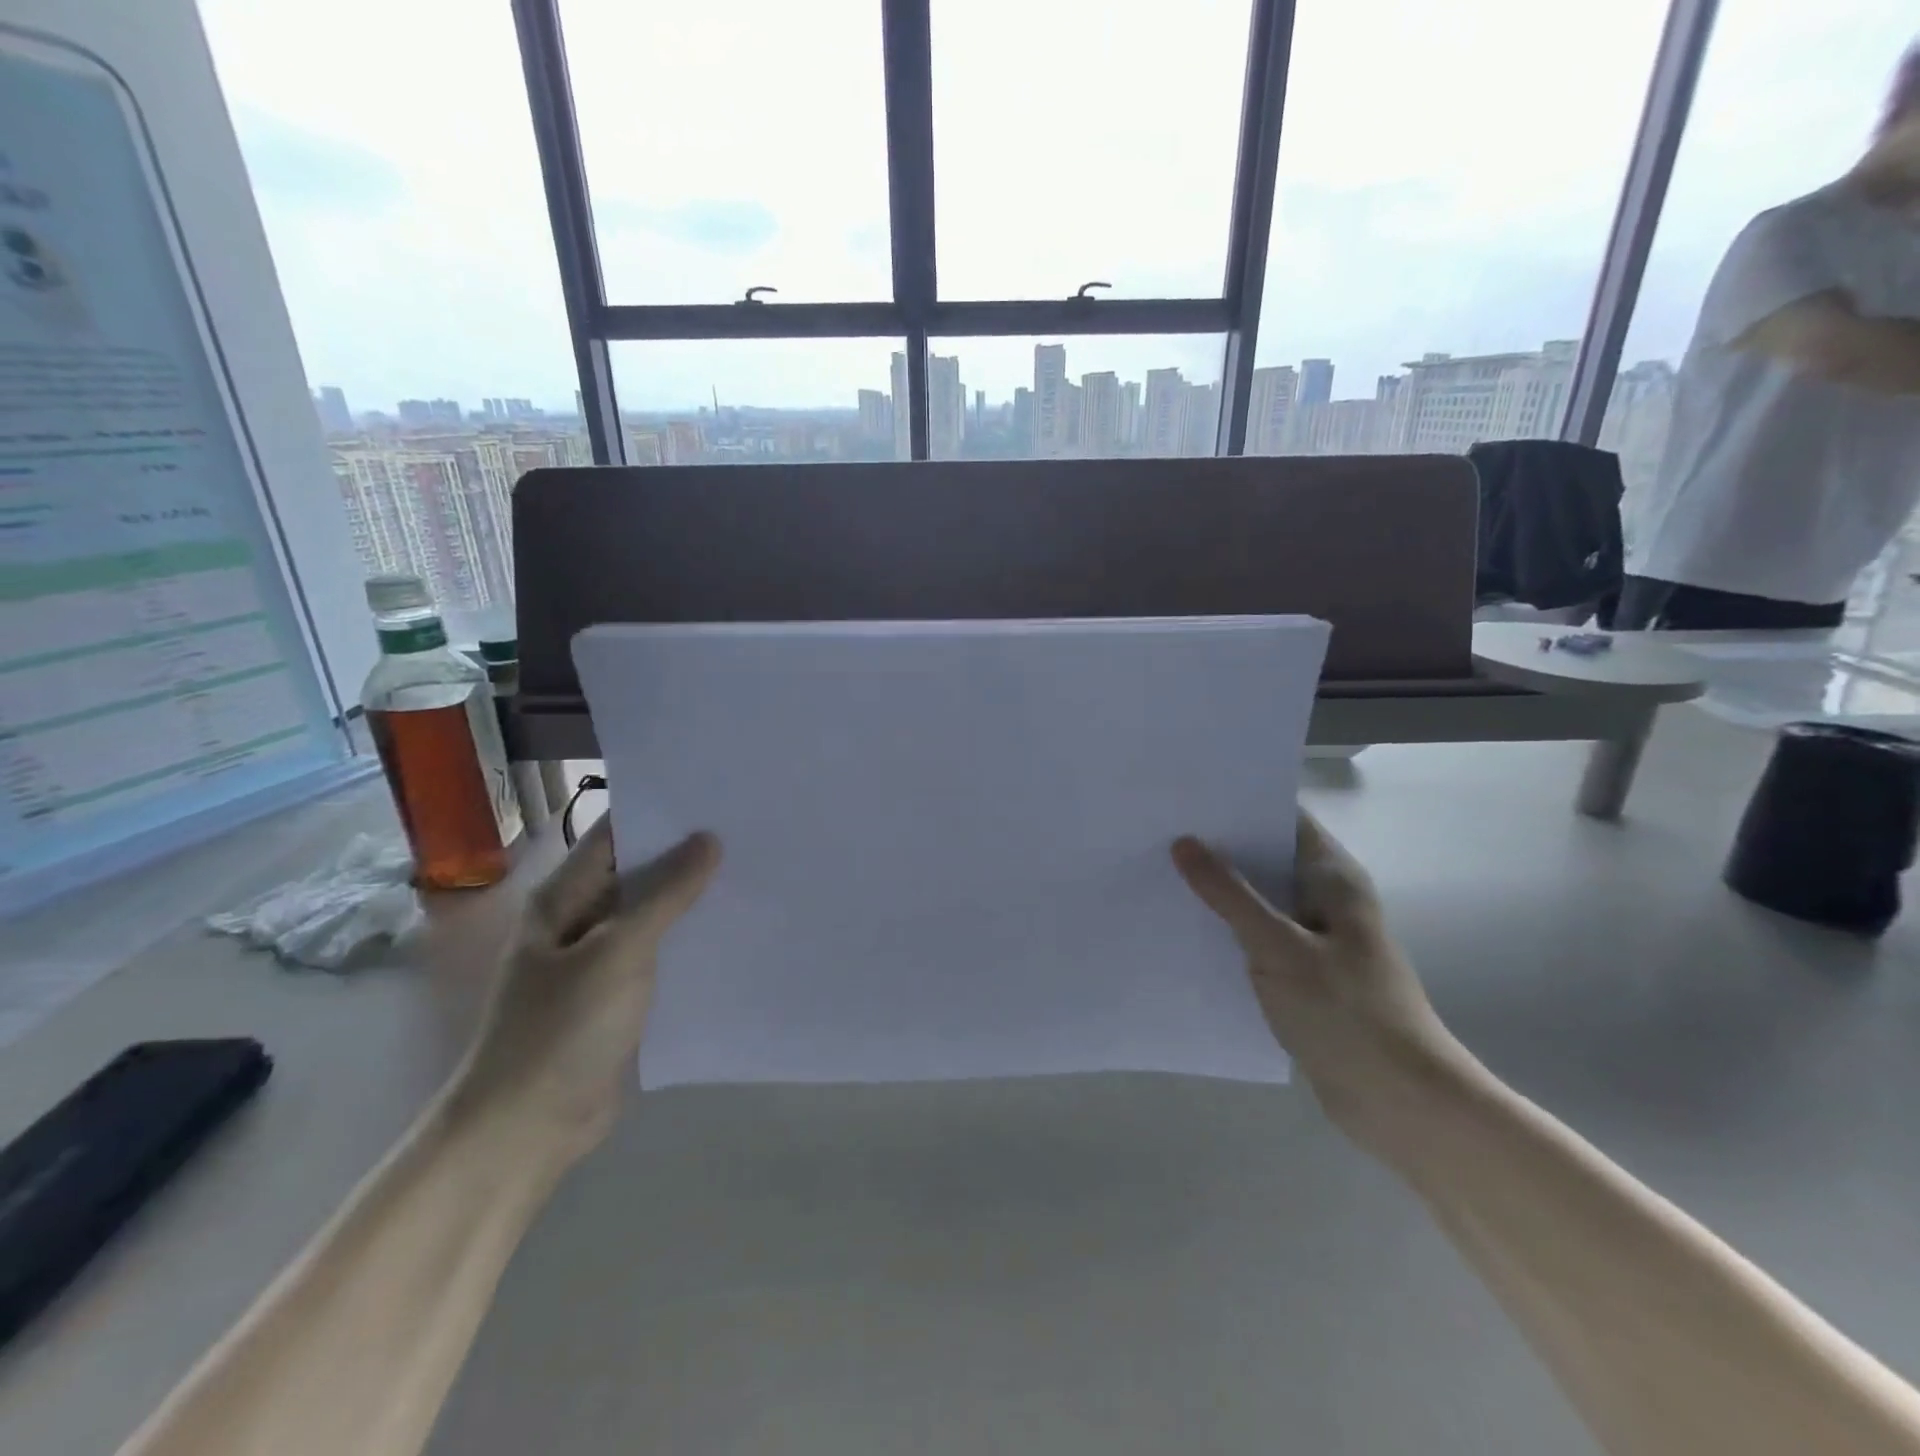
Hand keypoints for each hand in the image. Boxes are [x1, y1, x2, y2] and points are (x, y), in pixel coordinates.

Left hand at [451, 816, 719, 1161]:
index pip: (615, 834)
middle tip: (747, 831)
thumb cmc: (562, 1029)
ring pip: (652, 915)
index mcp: (563, 898)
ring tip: (751, 872)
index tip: (715, 795)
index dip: (661, 813)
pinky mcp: (618, 996)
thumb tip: (708, 839)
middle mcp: (578, 920)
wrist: (526, 1130)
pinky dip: (689, 940)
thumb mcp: (619, 951)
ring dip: (692, 899)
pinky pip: (659, 954)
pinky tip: (733, 930)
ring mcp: (598, 960)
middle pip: (637, 872)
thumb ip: (665, 894)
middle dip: (686, 854)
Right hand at [1173, 811, 1474, 1154]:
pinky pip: (1257, 935)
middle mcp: (1324, 897)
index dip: (1240, 801)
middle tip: (1158, 829)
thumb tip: (1184, 842)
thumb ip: (1229, 894)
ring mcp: (1314, 936)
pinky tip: (1184, 925)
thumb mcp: (1279, 947)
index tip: (1186, 793)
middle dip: (1218, 843)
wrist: (1399, 1102)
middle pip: (1267, 855)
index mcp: (1332, 877)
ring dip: (1218, 888)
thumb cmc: (1346, 1013)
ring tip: (1158, 869)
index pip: (1284, 816)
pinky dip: (1226, 926)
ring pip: (1258, 897)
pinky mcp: (1302, 972)